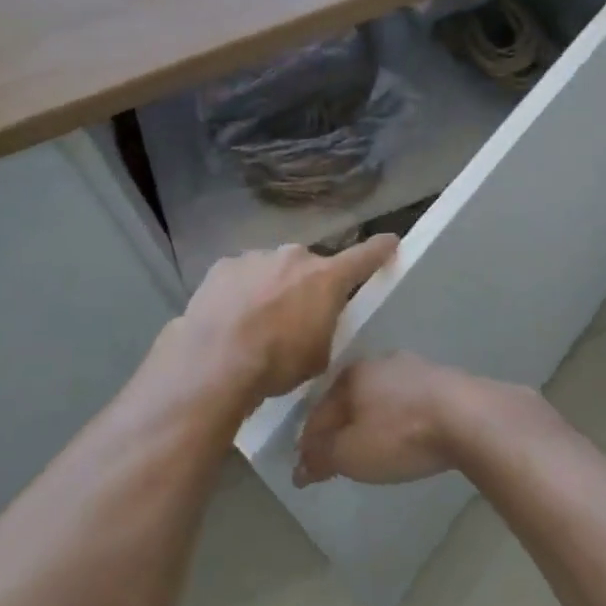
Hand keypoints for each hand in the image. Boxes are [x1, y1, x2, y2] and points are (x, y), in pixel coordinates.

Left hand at [171, 235, 398, 403]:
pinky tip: (231, 317)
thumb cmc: (276, 363)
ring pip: (273, 269)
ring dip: (272, 288)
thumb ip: (324, 328)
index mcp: (325, 278)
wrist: (215, 360)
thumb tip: (314, 321)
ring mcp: (256, 257)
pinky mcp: (224, 265)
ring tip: (255, 322)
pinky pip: (242, 275)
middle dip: (306, 285)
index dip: (380, 250)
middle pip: (309, 267)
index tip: (391, 241)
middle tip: (295, 316)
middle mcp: (293, 257)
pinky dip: (241, 291)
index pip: (364, 257)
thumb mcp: (317, 356)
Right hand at [292, 352, 472, 487]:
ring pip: (380, 396)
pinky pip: (408, 400)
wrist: (469, 417)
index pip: (319, 411)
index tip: (305, 469)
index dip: (308, 442)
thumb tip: (299, 466)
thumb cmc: (400, 434)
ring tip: (371, 445)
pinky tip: (405, 433)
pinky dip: (399, 417)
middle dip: (340, 426)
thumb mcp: (351, 454)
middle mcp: (379, 362)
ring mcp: (414, 367)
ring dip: (371, 420)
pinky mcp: (443, 379)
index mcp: (351, 374)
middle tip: (336, 455)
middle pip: (349, 399)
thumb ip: (322, 457)